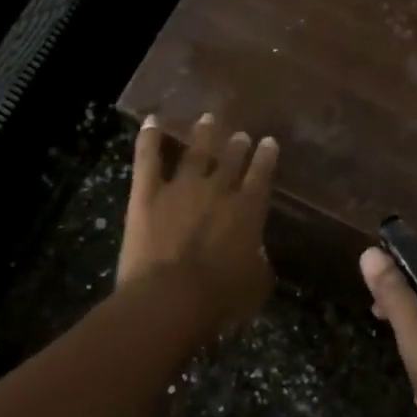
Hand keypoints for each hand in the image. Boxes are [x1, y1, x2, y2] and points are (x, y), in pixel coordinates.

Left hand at [120, 113, 278, 331]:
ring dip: (203, 134)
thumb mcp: (256, 284)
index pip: (262, 175)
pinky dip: (148, 138)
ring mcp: (181, 187)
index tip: (268, 142)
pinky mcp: (147, 193)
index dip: (266, 157)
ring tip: (208, 119)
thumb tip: (257, 253)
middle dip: (236, 145)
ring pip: (195, 152)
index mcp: (248, 210)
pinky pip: (148, 159)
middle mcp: (218, 189)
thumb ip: (259, 262)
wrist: (170, 298)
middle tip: (239, 134)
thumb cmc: (220, 298)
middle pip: (230, 159)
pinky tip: (151, 120)